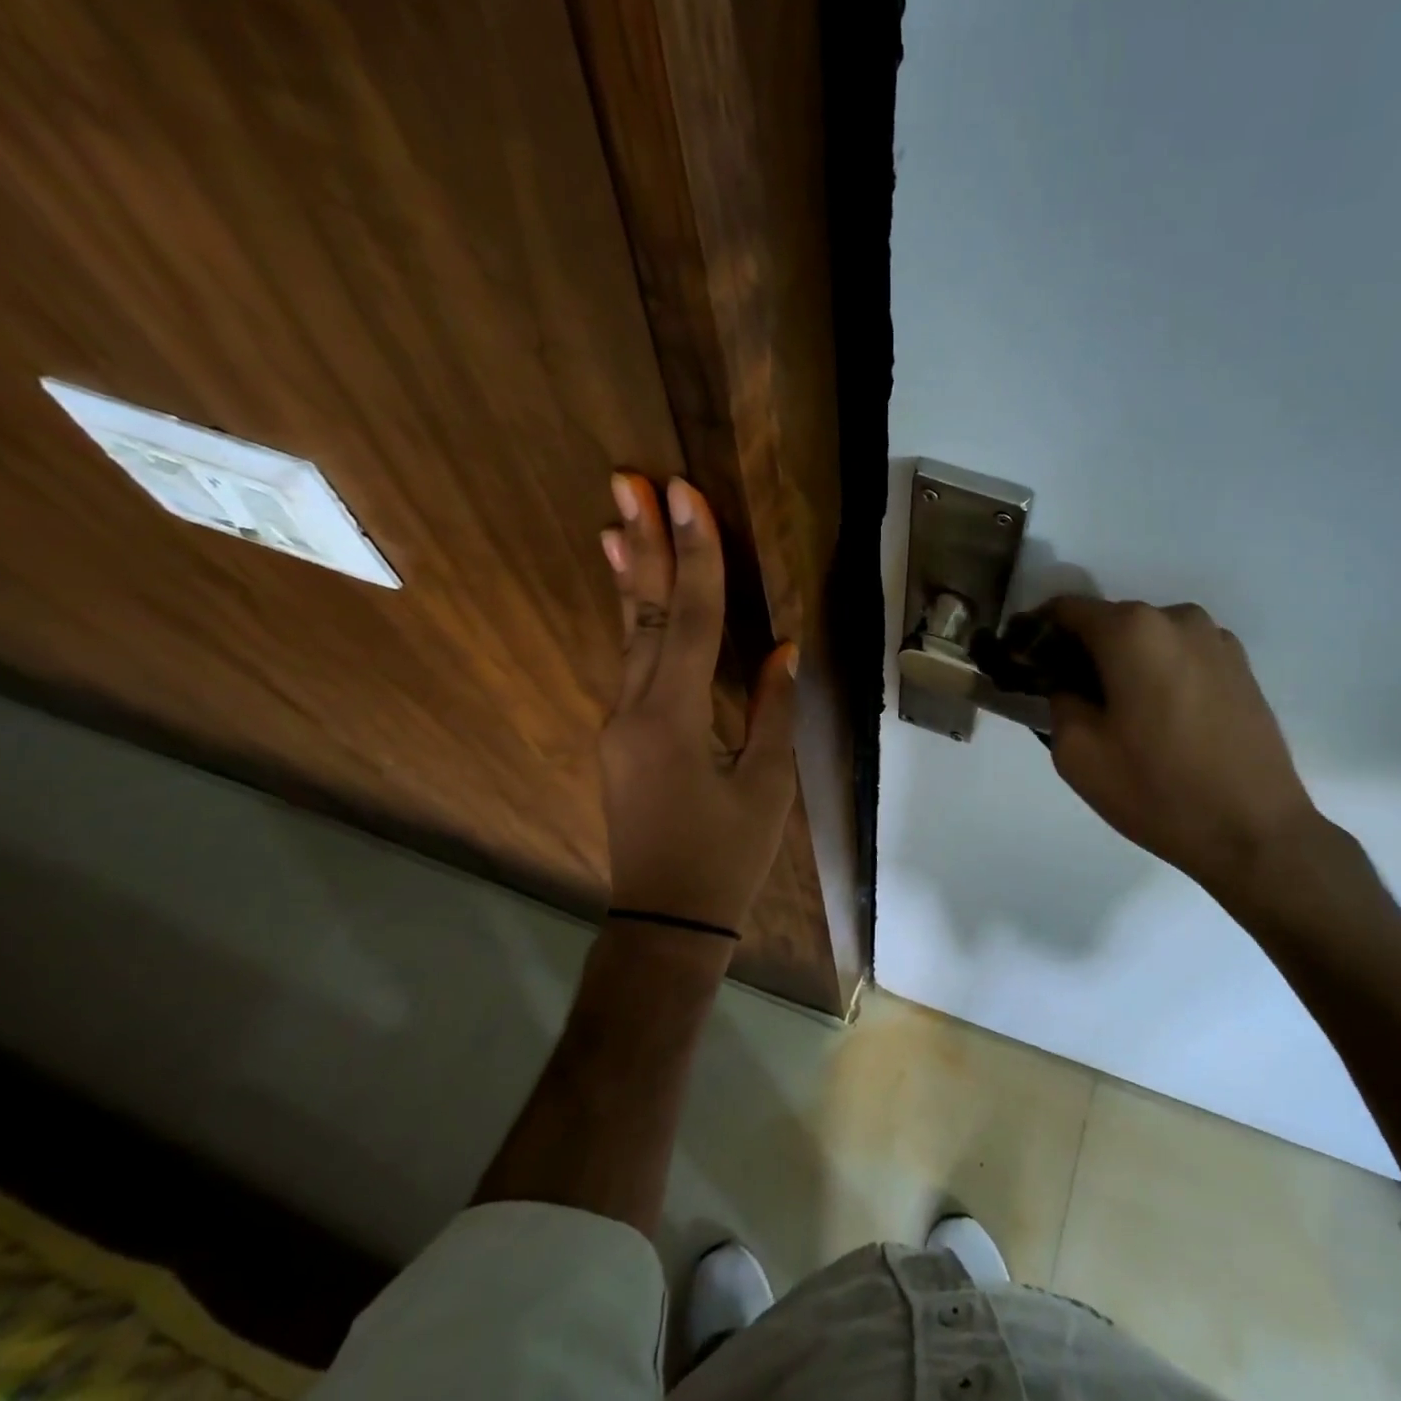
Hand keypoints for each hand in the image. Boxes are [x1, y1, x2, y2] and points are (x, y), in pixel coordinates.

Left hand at [597, 473, 798, 932]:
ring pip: (626, 635)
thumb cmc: (726, 857)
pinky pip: (627, 663)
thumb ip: (773, 710)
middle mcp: (633, 710)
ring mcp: (618, 723)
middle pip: (641, 614)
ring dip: (627, 574)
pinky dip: (630, 619)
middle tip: (628, 479)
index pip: (688, 622)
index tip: (684, 496)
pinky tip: (629, 591)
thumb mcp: (767, 786)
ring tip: (617, 519)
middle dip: (640, 543)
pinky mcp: (620, 735)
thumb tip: (784, 648)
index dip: (694, 557)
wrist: (666, 921)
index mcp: (673, 720)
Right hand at [1044, 597, 1317, 892]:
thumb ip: (1058, 700)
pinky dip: (1158, 673)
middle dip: (1082, 651)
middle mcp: (1177, 618)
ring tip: (1120, 715)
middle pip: (1109, 622)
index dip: (1037, 632)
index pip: (1066, 609)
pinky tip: (1161, 720)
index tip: (1025, 664)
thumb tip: (1067, 683)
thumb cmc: (1157, 791)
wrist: (1255, 832)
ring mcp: (1216, 639)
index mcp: (1132, 631)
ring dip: (1123, 663)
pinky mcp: (1240, 666)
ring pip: (1147, 639)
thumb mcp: (1077, 753)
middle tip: (1069, 698)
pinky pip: (1180, 656)